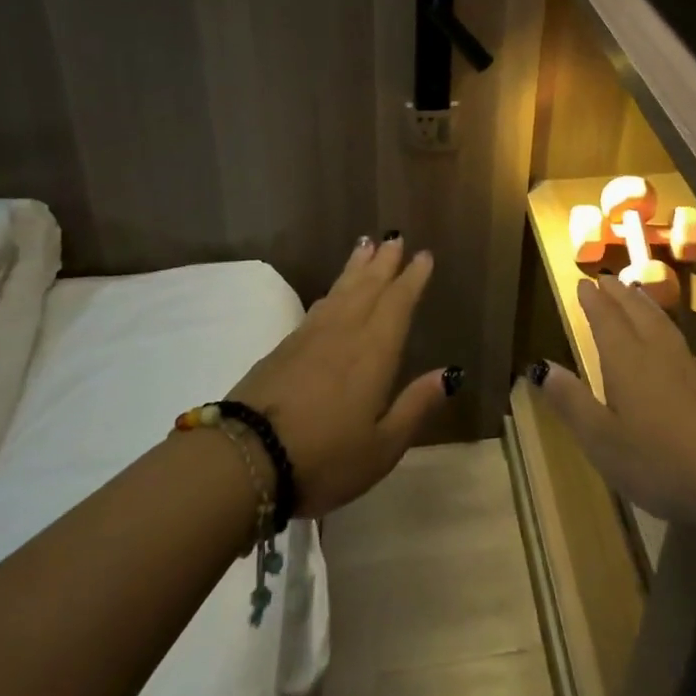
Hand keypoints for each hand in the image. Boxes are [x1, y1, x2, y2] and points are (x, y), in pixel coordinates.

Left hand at [227, 235, 450, 516]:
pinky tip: (332, 292)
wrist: (246, 458)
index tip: (423, 255)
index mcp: (374, 352)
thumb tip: (449, 374)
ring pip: (341, 291)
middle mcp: (345, 332)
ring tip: (366, 245)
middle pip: (368, 287)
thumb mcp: (382, 446)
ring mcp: (311, 337)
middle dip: (384, 262)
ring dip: (356, 267)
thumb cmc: (325, 457)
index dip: (412, 278)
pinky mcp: (284, 347)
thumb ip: (416, 406)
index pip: (398, 303)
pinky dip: (332, 292)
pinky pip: (318, 307)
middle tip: (395, 237)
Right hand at [533, 274, 695, 535]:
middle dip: (619, 294)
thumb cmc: (660, 463)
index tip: (583, 282)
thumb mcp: (602, 440)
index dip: (593, 301)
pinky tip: (671, 344)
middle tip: (607, 279)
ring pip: (663, 323)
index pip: (606, 319)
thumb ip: (572, 401)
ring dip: (645, 305)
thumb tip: (541, 366)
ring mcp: (691, 366)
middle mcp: (658, 352)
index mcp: (626, 361)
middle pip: (636, 312)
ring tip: (636, 294)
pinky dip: (667, 329)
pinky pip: (681, 342)